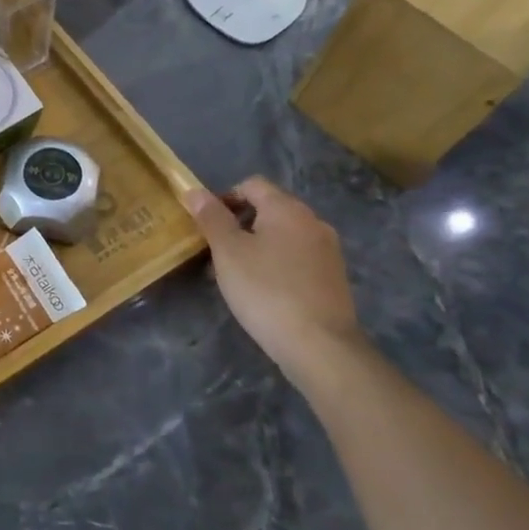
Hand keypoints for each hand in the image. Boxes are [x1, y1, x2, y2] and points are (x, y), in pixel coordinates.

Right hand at [181, 176, 365, 376]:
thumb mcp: (228, 252)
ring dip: (258, 245)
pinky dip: (278, 264)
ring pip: (284, 235)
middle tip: (217, 252)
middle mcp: (313, 221)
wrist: (319, 344)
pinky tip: (265, 291)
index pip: (252, 185)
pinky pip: (298, 258)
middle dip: (240, 224)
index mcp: (287, 209)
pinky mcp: (334, 277)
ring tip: (238, 275)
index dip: (225, 198)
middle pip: (270, 209)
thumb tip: (194, 190)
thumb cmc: (265, 290)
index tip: (207, 225)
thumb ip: (211, 218)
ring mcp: (328, 250)